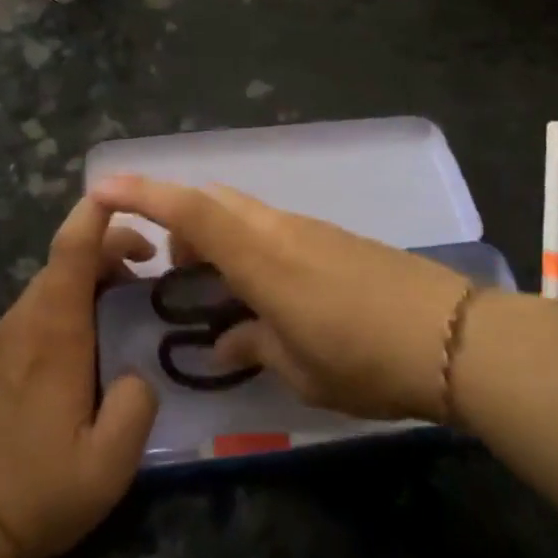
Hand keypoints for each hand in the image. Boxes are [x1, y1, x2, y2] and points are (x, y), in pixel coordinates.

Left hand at [0, 198, 158, 557]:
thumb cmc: (36, 492)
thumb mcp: (109, 464)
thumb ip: (136, 405)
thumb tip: (136, 374)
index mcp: (52, 334)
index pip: (71, 251)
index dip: (96, 215)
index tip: (126, 199)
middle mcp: (20, 324)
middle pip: (61, 263)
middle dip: (106, 252)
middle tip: (146, 273)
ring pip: (44, 289)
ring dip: (84, 283)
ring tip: (119, 308)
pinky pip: (28, 316)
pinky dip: (60, 309)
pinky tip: (77, 350)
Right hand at [88, 175, 476, 420]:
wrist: (456, 337)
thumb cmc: (368, 359)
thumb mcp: (300, 369)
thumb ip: (253, 347)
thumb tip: (223, 342)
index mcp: (262, 259)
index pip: (191, 212)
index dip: (143, 194)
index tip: (101, 187)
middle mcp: (281, 230)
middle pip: (215, 202)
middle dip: (180, 222)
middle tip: (174, 272)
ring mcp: (311, 230)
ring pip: (244, 214)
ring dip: (217, 237)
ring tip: (219, 291)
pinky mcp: (335, 239)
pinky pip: (273, 229)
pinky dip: (249, 247)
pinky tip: (265, 295)